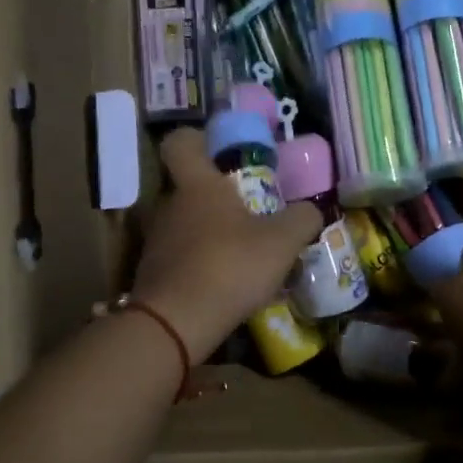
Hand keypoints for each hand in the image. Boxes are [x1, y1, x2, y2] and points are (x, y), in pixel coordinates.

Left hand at [130, 129, 322, 362]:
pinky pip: (179, 257)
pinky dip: (199, 263)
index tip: (220, 150)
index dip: (198, 139)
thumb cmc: (229, 265)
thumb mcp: (282, 241)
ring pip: (184, 223)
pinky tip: (224, 284)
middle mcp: (169, 205)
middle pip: (188, 186)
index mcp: (197, 184)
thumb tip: (311, 211)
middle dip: (216, 195)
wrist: (175, 323)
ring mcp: (156, 240)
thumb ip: (301, 219)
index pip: (180, 142)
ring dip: (208, 232)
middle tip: (249, 210)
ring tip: (241, 252)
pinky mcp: (152, 273)